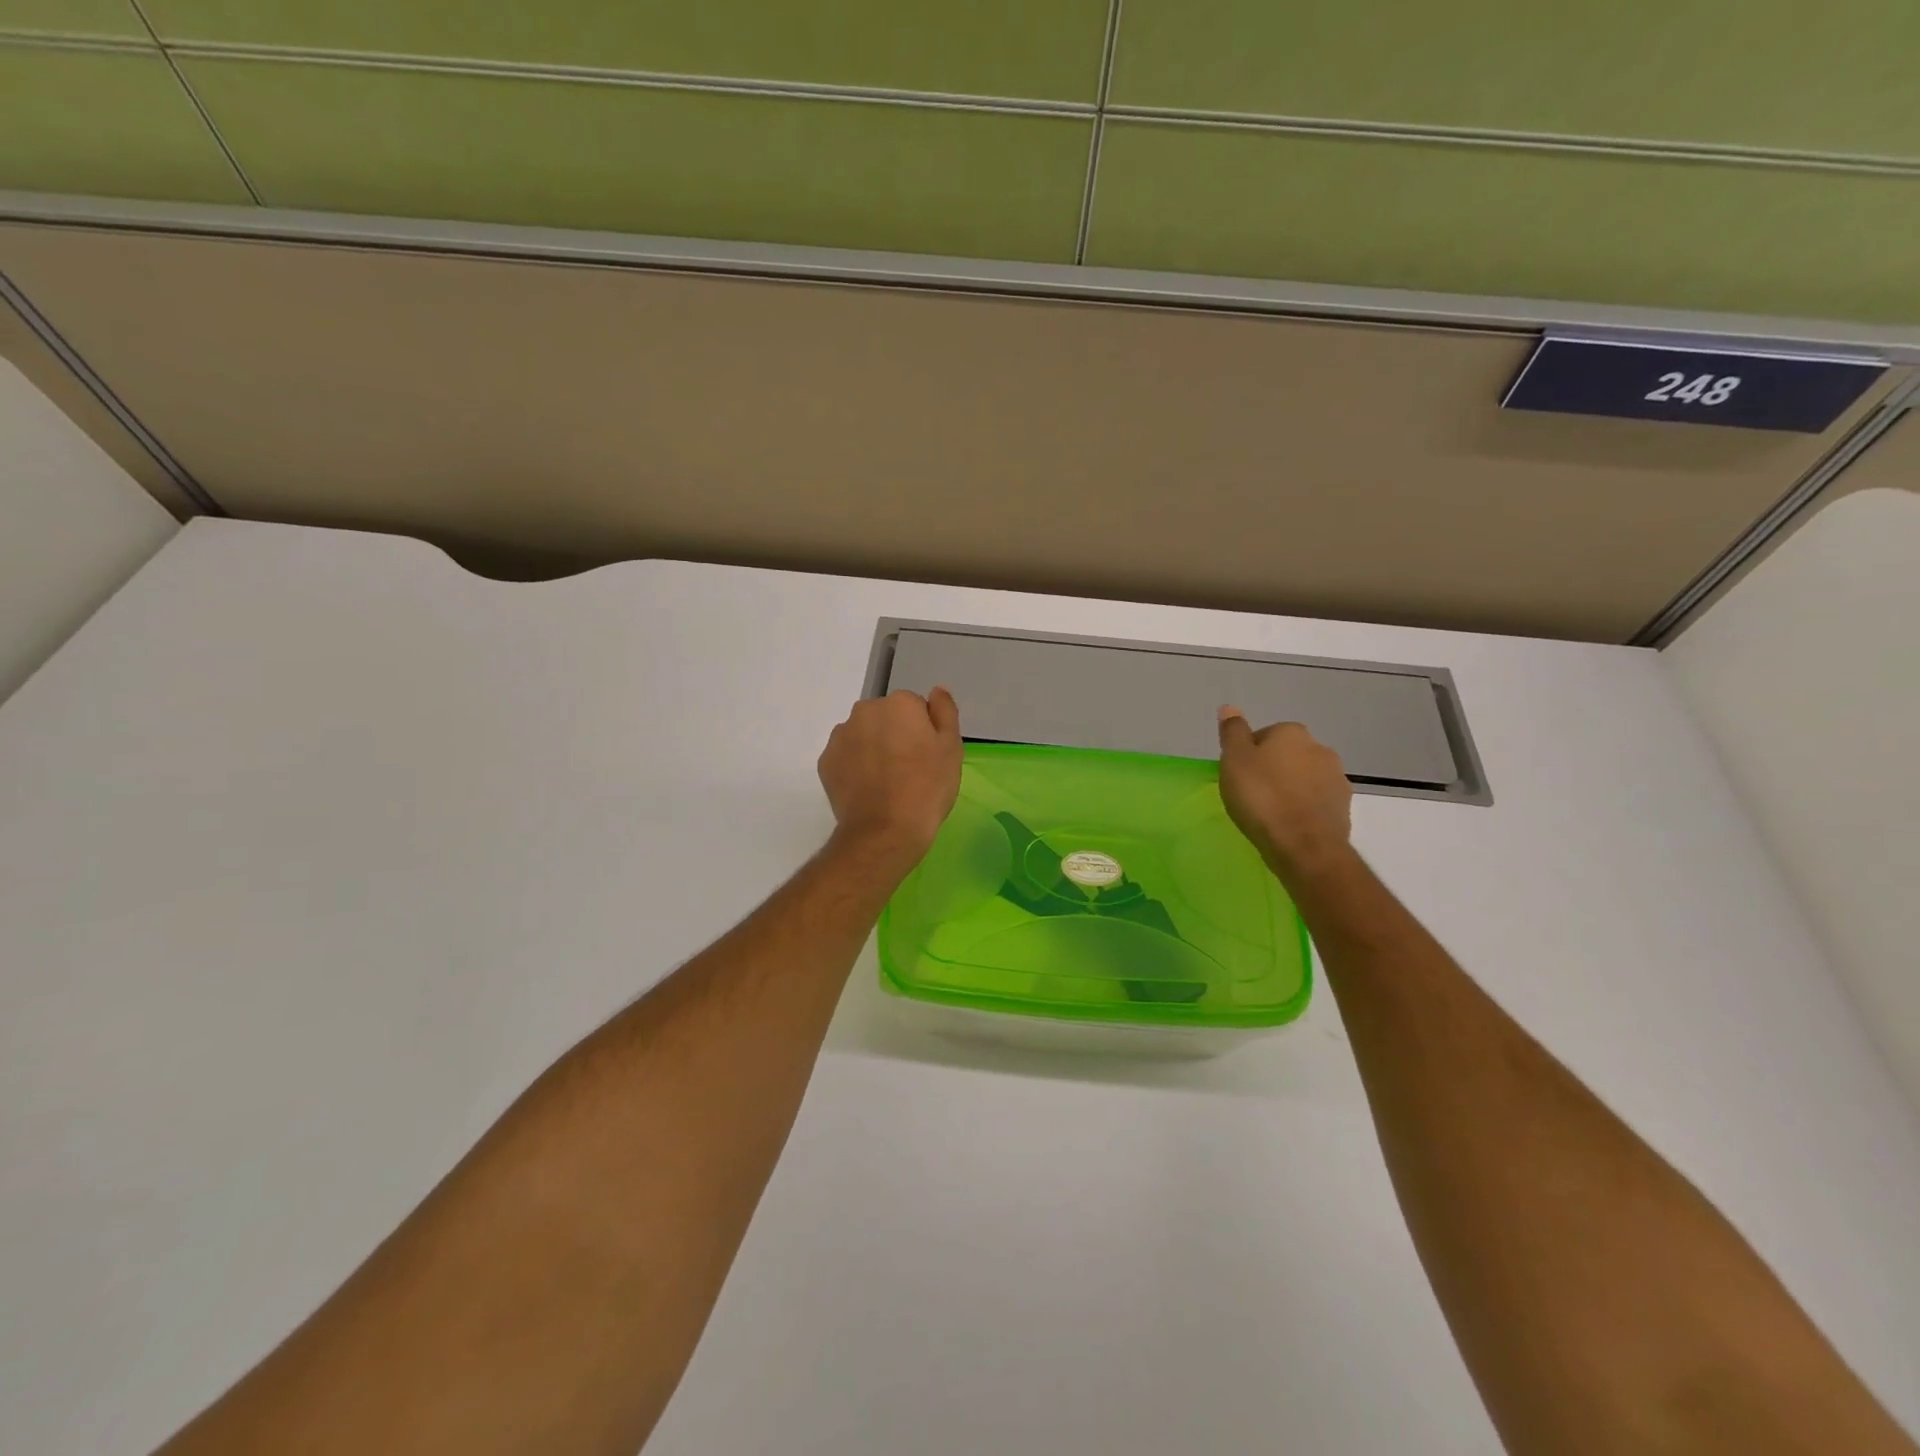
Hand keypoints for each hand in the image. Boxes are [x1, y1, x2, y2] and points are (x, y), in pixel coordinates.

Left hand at [818, 688, 962, 863]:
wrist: (885, 831)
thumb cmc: (927, 788)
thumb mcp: (951, 748)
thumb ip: (945, 711)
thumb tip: (937, 690)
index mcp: (899, 703)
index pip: (915, 708)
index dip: (924, 732)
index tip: (928, 756)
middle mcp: (865, 711)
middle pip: (886, 718)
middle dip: (895, 735)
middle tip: (909, 770)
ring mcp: (841, 736)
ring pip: (863, 736)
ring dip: (873, 749)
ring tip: (886, 783)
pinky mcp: (825, 761)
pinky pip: (846, 757)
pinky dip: (855, 767)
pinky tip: (868, 790)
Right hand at [1217, 707, 1353, 878]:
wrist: (1303, 844)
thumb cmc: (1262, 797)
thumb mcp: (1234, 761)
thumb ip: (1233, 733)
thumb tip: (1230, 707)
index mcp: (1291, 732)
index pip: (1264, 736)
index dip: (1248, 755)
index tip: (1238, 776)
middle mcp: (1319, 748)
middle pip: (1287, 755)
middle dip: (1272, 769)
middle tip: (1251, 793)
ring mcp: (1336, 778)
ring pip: (1304, 777)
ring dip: (1290, 788)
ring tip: (1270, 812)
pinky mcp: (1344, 806)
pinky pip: (1316, 800)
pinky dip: (1304, 807)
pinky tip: (1289, 824)